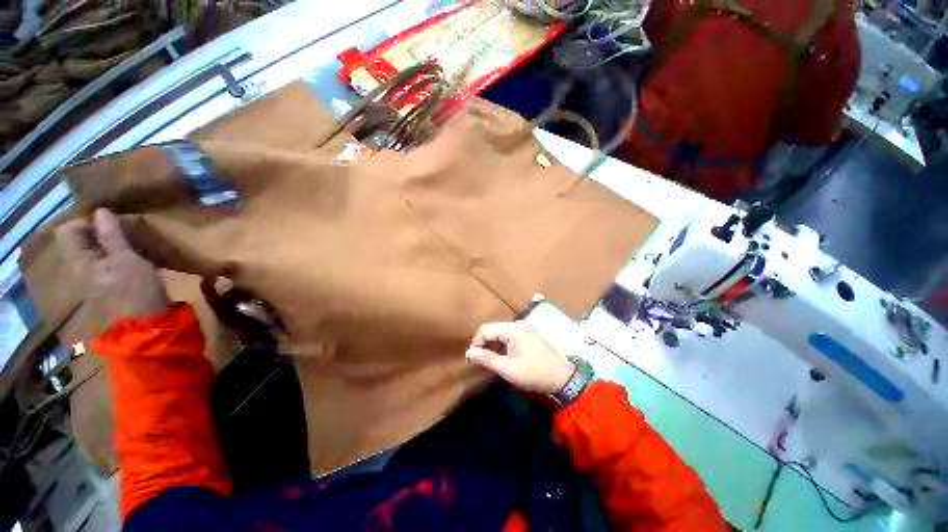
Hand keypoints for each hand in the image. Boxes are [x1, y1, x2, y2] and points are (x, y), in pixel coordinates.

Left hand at [56, 209, 169, 318]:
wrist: (146, 322)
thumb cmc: (136, 289)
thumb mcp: (127, 260)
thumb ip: (112, 236)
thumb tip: (100, 211)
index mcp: (79, 262)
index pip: (67, 231)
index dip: (85, 222)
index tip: (109, 224)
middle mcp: (79, 269)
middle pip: (78, 241)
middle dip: (97, 232)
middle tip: (121, 232)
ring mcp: (91, 279)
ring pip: (91, 252)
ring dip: (107, 244)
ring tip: (129, 244)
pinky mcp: (104, 286)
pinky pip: (101, 262)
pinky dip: (113, 255)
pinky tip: (130, 259)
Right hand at [466, 321, 575, 393]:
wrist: (563, 378)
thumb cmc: (534, 373)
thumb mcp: (508, 369)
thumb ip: (487, 359)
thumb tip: (468, 352)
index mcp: (512, 329)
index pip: (485, 329)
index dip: (475, 343)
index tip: (471, 360)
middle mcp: (517, 325)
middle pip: (492, 330)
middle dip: (483, 345)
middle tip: (478, 362)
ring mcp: (523, 330)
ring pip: (500, 334)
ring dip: (492, 347)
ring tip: (488, 362)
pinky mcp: (528, 337)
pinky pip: (508, 338)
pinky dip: (501, 347)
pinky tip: (501, 359)